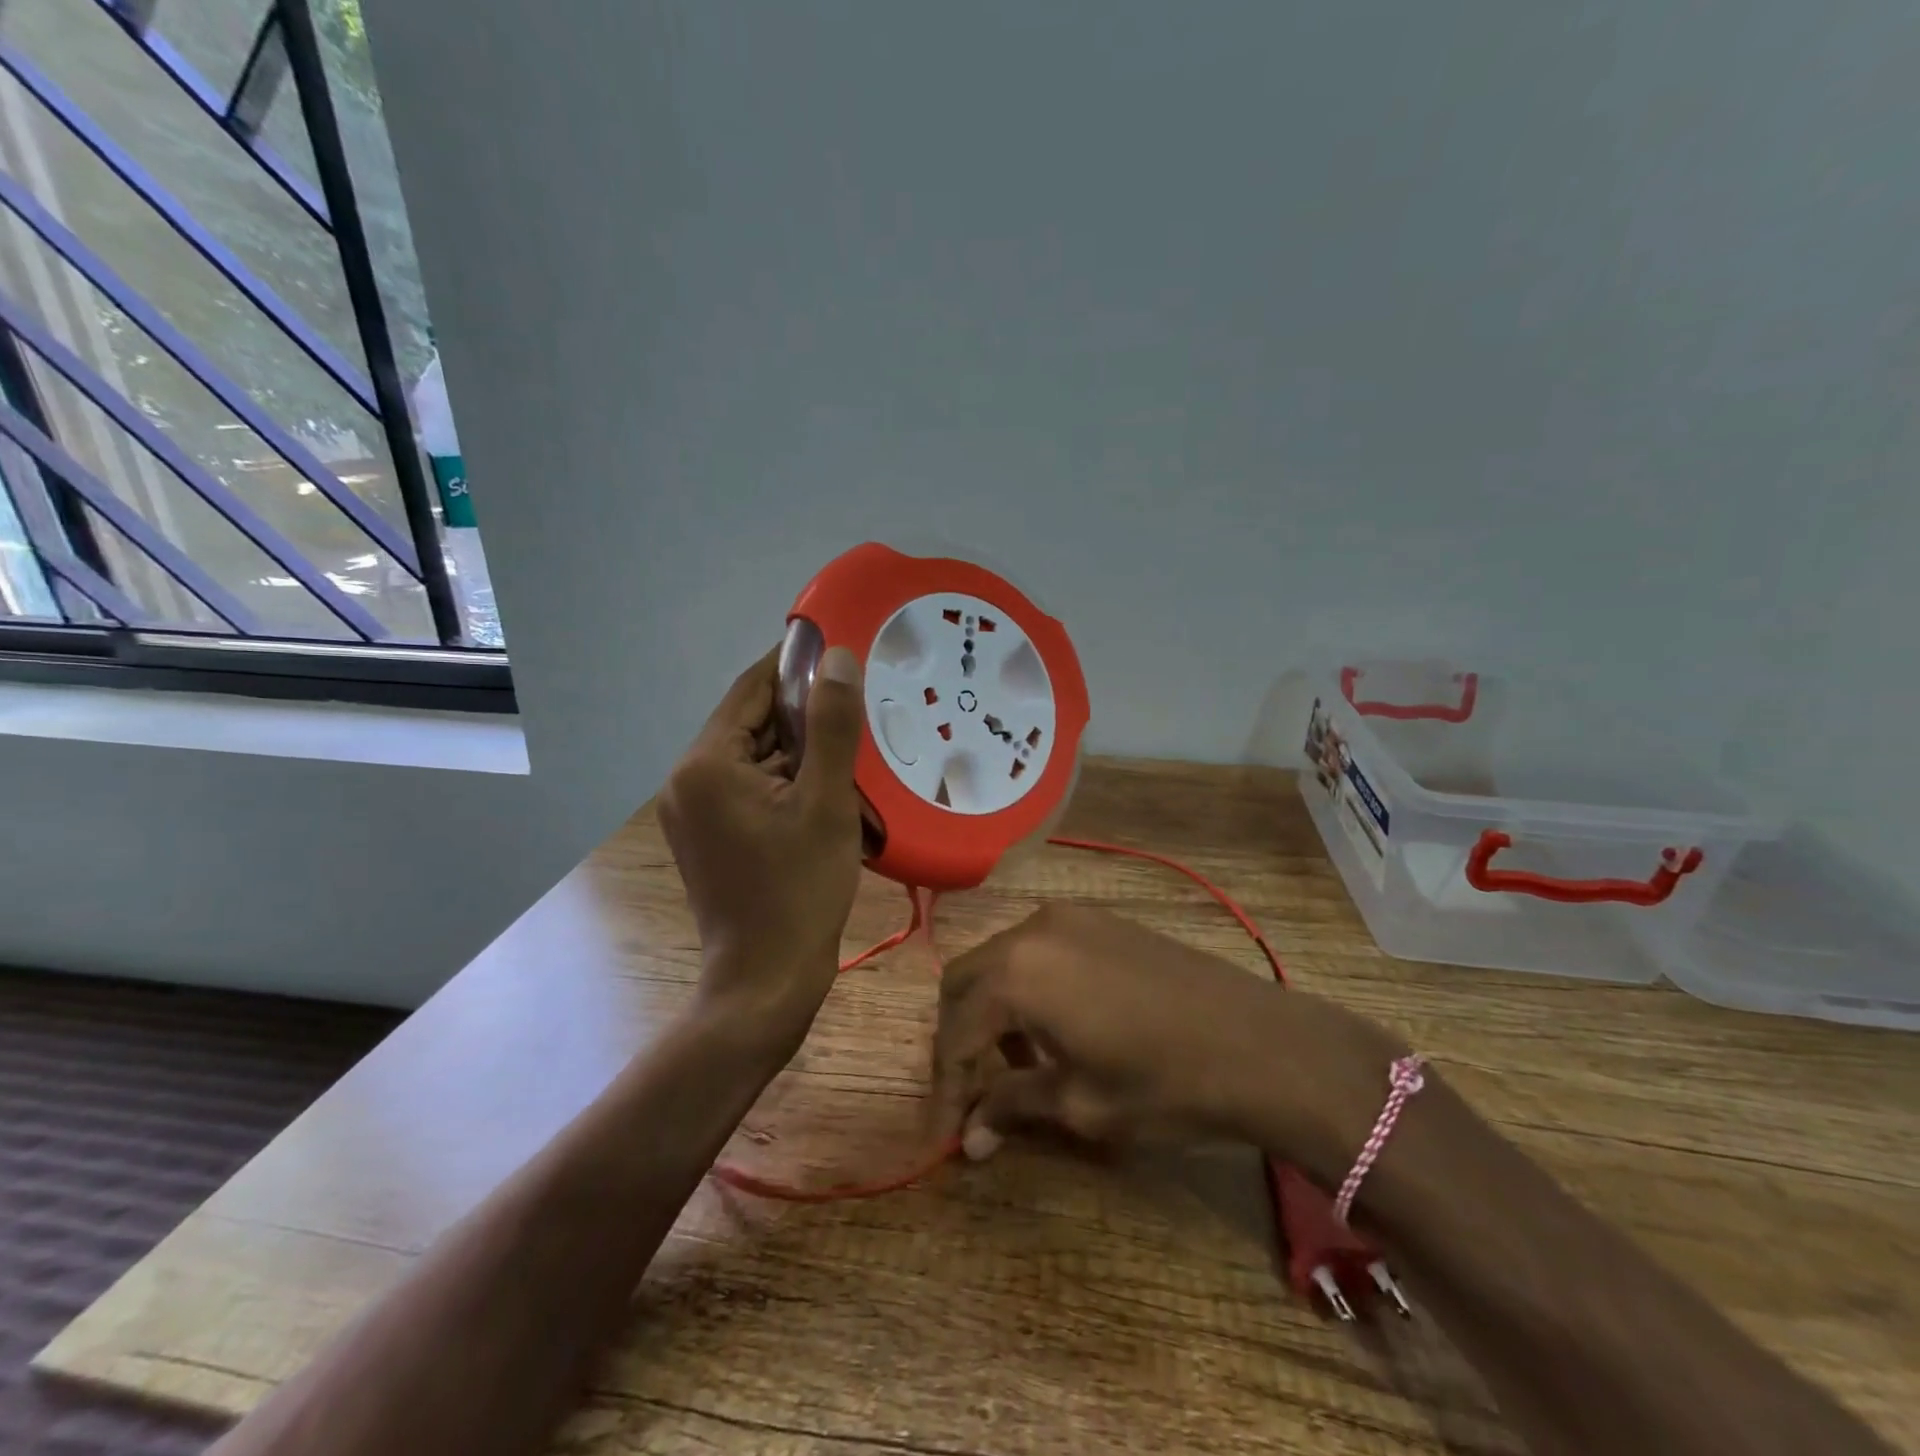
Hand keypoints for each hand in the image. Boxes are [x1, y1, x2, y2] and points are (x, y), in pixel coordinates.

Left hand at [659, 642, 866, 1045]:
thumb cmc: (799, 890)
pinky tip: (825, 794)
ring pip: (754, 758)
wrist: (765, 981)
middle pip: (752, 724)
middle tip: (860, 713)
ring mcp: (691, 810)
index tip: (843, 651)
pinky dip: (786, 783)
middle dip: (805, 718)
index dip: (797, 666)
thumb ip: (831, 726)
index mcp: (707, 763)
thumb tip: (838, 658)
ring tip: (851, 757)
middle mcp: (687, 779)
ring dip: (799, 754)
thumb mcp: (827, 803)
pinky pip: (749, 788)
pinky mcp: (705, 835)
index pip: (753, 689)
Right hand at [928, 904, 1407, 1173]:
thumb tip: (969, 1136)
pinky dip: (1026, 985)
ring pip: (1001, 959)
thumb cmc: (1164, 1084)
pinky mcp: (1100, 919)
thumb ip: (1013, 1106)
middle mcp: (1032, 931)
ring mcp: (1069, 917)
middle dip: (959, 1037)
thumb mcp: (1081, 1105)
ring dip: (992, 1008)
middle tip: (970, 1093)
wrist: (1261, 1043)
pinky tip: (1054, 1024)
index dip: (946, 1086)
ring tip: (1015, 1061)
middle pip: (966, 981)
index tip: (944, 1133)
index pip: (956, 1031)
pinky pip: (1038, 948)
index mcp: (1017, 974)